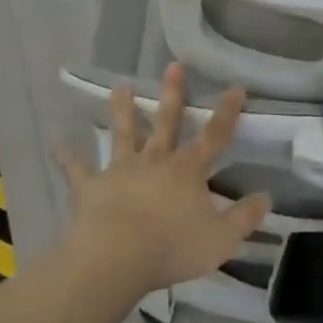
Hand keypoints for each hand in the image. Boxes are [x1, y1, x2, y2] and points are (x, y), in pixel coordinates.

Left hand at [59, 63, 269, 300]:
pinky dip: (67, 155)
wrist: (115, 258)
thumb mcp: (221, 239)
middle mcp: (155, 161)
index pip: (214, 136)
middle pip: (167, 122)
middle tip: (174, 64)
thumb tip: (266, 197)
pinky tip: (56, 141)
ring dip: (123, 109)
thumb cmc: (172, 247)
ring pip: (123, 133)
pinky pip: (77, 168)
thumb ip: (244, 217)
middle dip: (174, 93)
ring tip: (122, 85)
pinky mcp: (91, 186)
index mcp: (188, 171)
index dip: (227, 112)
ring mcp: (120, 170)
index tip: (235, 87)